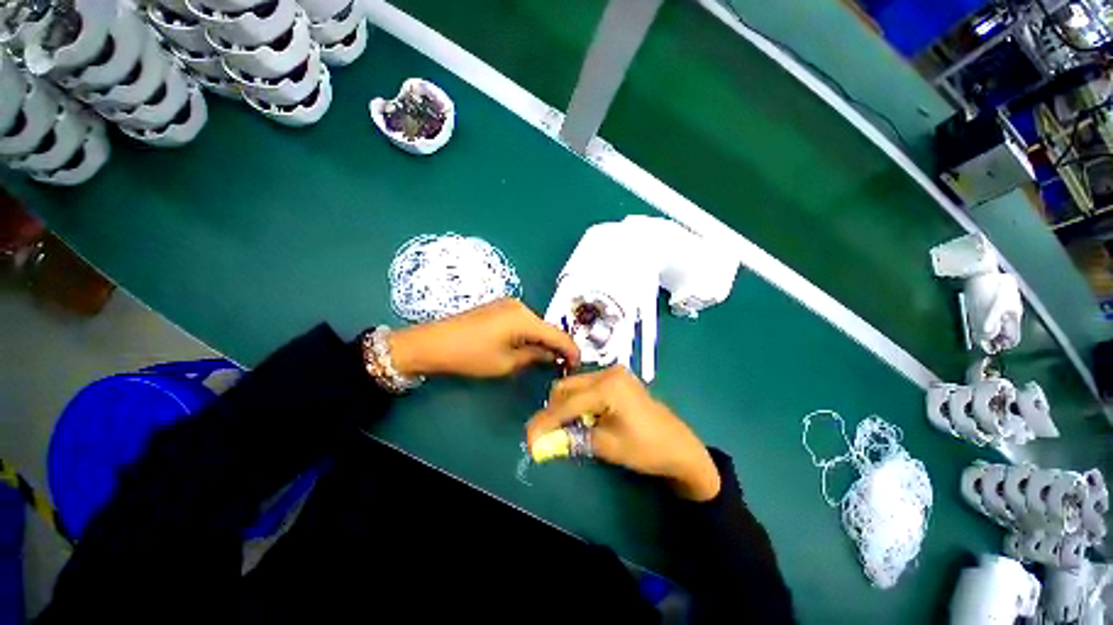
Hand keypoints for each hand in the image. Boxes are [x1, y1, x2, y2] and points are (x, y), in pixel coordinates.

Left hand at [387, 299, 580, 378]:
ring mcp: (508, 304)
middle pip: (547, 327)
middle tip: (562, 366)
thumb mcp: (506, 363)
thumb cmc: (470, 355)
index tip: (579, 365)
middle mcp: (520, 306)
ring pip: (535, 324)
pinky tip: (528, 348)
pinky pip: (523, 321)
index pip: (558, 334)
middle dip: (556, 346)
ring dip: (542, 341)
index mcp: (524, 318)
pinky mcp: (499, 307)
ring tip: (546, 360)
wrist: (433, 342)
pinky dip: (529, 335)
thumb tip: (553, 356)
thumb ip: (535, 357)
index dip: (571, 350)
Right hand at [526, 366, 720, 500]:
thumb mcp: (606, 446)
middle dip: (553, 411)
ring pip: (574, 385)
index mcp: (608, 387)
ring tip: (564, 429)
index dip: (545, 422)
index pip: (566, 404)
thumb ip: (570, 439)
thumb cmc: (646, 449)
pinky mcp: (616, 378)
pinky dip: (578, 402)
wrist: (679, 447)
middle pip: (566, 387)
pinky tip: (581, 419)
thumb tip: (540, 443)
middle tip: (546, 435)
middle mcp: (608, 372)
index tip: (529, 439)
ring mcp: (613, 373)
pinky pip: (586, 386)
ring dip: (565, 406)